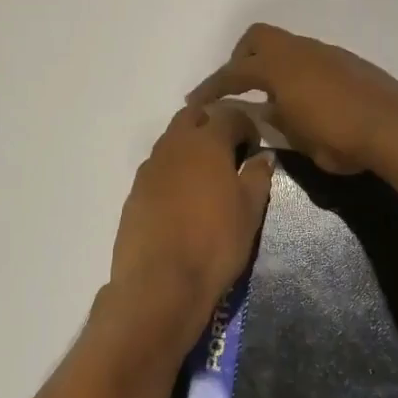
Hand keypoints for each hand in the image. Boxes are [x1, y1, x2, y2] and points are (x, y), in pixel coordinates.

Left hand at [108, 101, 274, 318]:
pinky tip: (184, 199)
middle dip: (213, 124)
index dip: (247, 126)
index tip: (255, 147)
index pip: (230, 114)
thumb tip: (263, 156)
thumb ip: (258, 176)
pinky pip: (158, 168)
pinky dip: (174, 172)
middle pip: (193, 116)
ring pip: (172, 141)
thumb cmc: (215, 242)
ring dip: (191, 147)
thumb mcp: (250, 210)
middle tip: (230, 151)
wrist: (160, 283)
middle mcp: (174, 145)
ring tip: (207, 176)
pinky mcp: (134, 193)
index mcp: (206, 142)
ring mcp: (149, 168)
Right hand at [187, 24, 397, 176]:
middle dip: (240, 60)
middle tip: (236, 88)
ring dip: (271, 65)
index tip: (196, 102)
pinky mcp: (348, 62)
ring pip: (287, 46)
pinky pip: (309, 57)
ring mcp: (327, 53)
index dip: (212, 87)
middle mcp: (301, 51)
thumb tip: (266, 110)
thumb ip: (278, 121)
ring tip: (271, 97)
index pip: (235, 72)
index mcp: (281, 68)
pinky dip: (295, 71)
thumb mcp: (300, 139)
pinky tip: (304, 98)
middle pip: (258, 38)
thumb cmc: (343, 139)